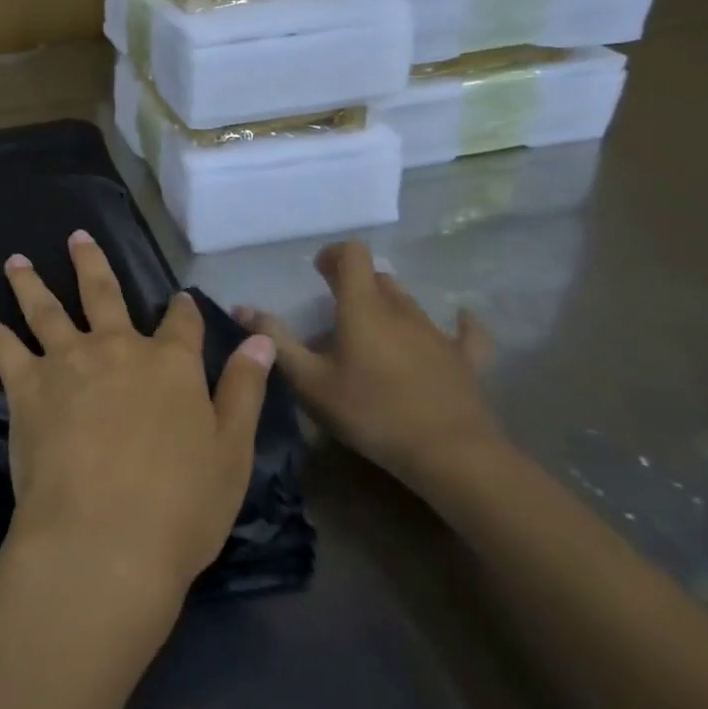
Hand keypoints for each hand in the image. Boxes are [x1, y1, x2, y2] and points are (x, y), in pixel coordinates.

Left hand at [0, 231, 274, 602]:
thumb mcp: (231, 453)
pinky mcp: (27, 383)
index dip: (182, 309)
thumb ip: (243, 391)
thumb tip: (260, 341)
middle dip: (92, 263)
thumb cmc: (181, 508)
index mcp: (171, 364)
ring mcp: (68, 360)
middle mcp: (118, 348)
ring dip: (30, 281)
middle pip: (104, 293)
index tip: (180, 299)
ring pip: (46, 308)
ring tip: (15, 259)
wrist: (105, 539)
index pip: (181, 323)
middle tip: (77, 236)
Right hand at [234, 239, 499, 487]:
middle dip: (355, 282)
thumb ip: (276, 341)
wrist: (449, 454)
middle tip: (335, 307)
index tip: (317, 271)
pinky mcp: (464, 359)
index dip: (334, 254)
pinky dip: (459, 323)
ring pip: (409, 302)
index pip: (353, 254)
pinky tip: (460, 319)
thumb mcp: (310, 381)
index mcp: (363, 307)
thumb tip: (242, 307)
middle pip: (378, 278)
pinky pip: (465, 332)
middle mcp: (401, 309)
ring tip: (371, 328)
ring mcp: (437, 333)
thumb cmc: (370, 412)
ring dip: (388, 304)